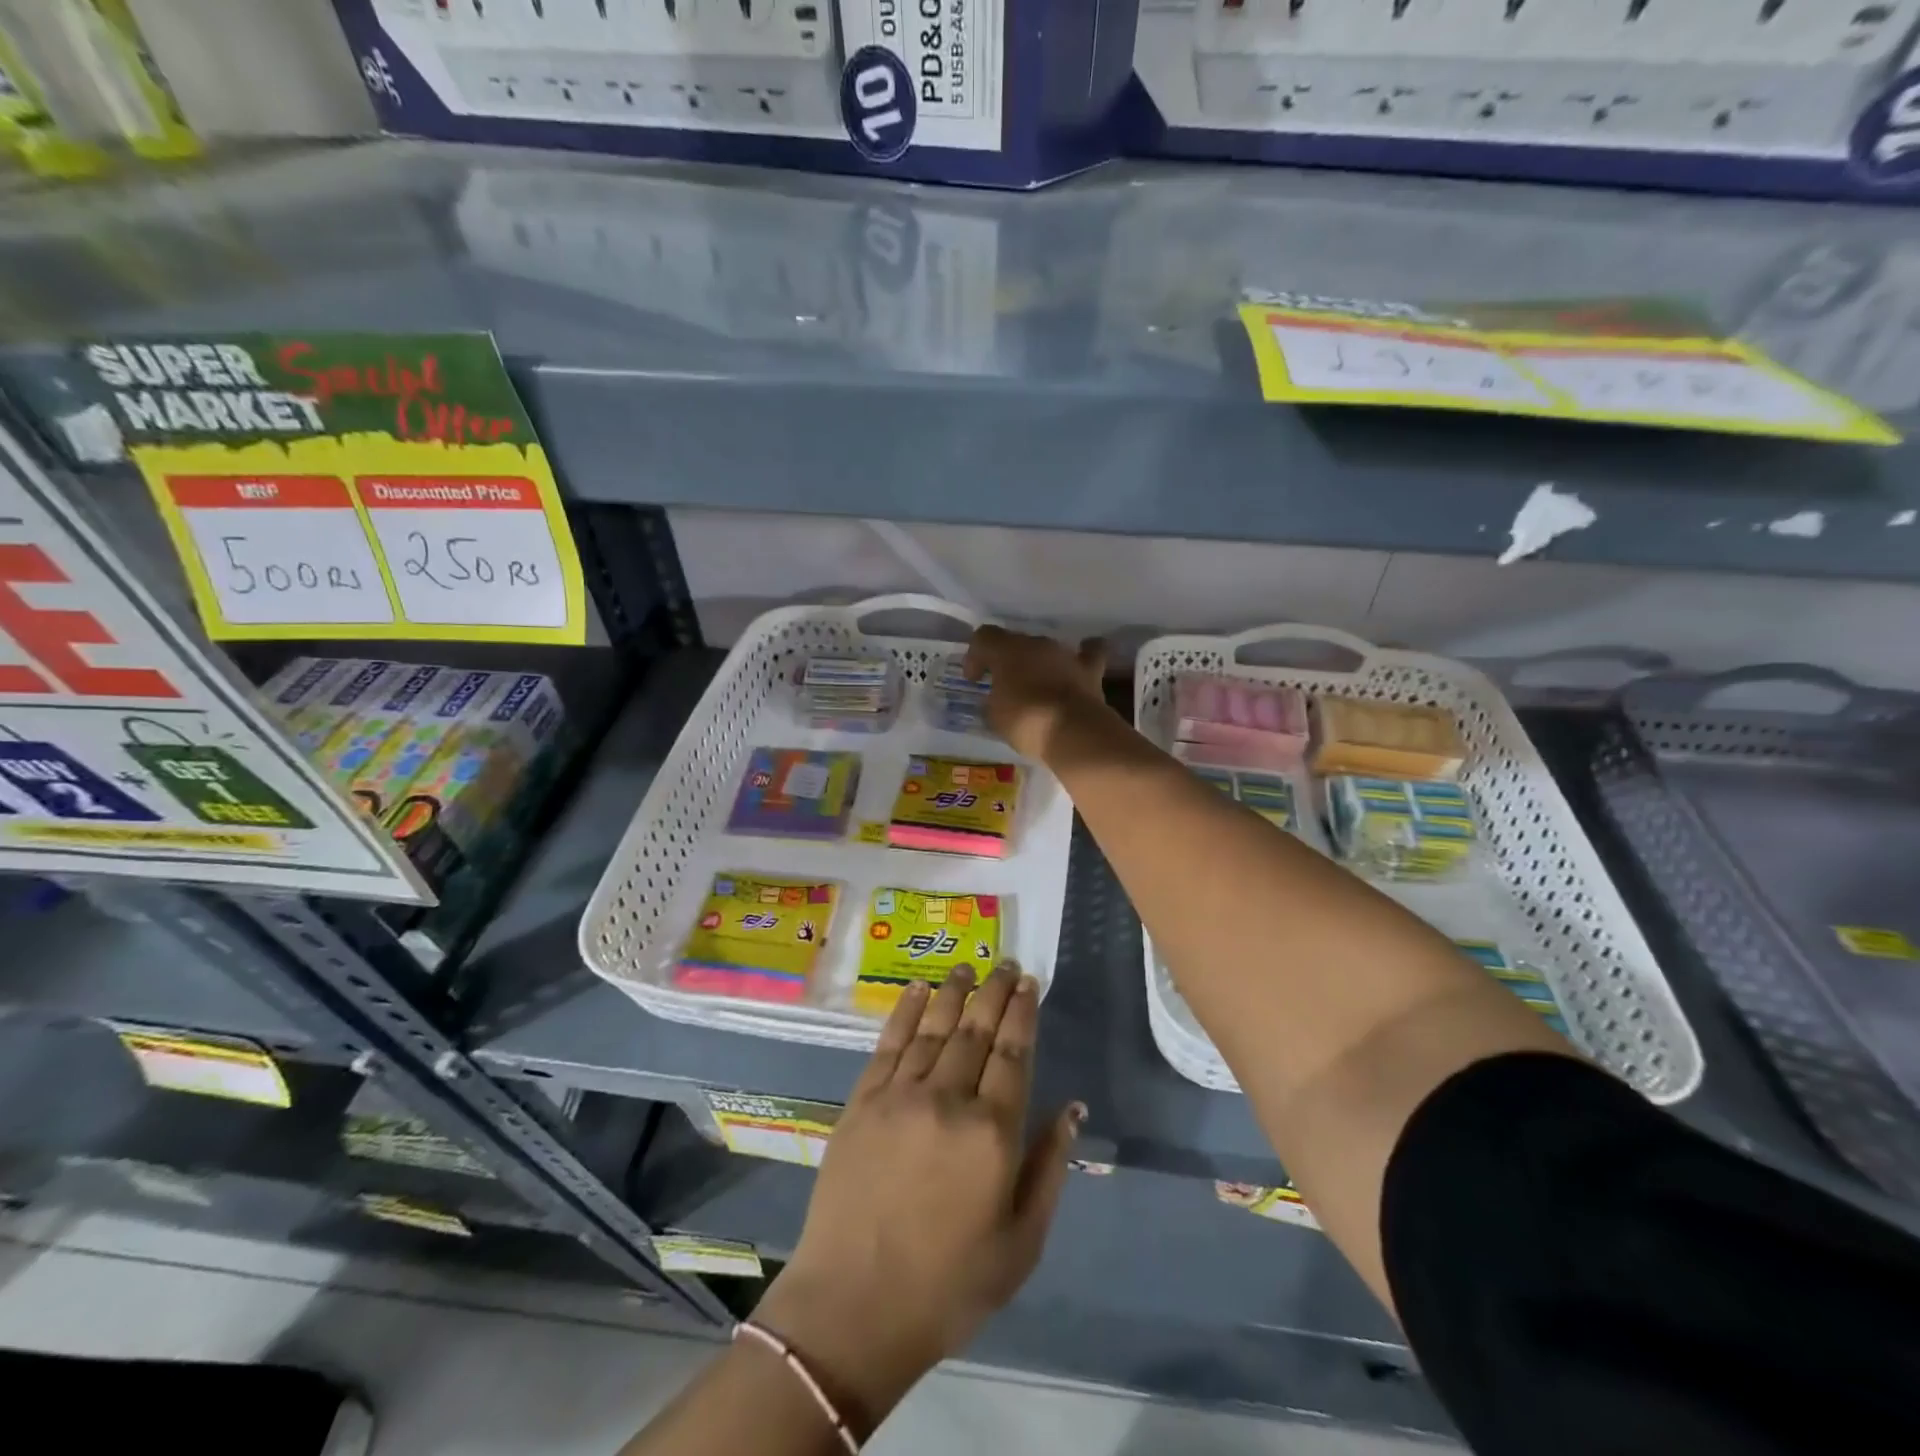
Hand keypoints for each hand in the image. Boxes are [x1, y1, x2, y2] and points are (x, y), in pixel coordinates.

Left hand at [755, 963, 1084, 1435]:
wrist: (853, 1308)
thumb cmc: (949, 1285)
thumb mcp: (1021, 1243)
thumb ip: (1048, 1168)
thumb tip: (1071, 1109)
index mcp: (992, 1134)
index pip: (1013, 1053)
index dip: (1023, 1013)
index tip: (1029, 982)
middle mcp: (947, 1100)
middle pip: (976, 1031)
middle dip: (994, 992)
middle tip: (1005, 964)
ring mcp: (900, 1096)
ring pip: (934, 1028)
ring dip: (954, 993)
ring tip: (968, 967)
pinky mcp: (862, 1102)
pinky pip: (889, 1044)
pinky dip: (905, 1011)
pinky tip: (918, 990)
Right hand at [962, 625, 1109, 761]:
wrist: (1073, 732)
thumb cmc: (1025, 722)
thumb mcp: (994, 717)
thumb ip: (992, 700)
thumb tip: (998, 699)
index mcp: (1007, 650)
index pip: (983, 637)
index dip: (975, 656)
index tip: (974, 680)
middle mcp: (1036, 644)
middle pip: (1016, 643)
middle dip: (1007, 662)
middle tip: (1003, 687)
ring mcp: (1065, 654)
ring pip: (1046, 650)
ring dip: (1038, 664)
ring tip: (1036, 687)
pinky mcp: (1090, 670)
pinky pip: (1088, 654)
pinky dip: (1083, 656)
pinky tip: (1078, 664)